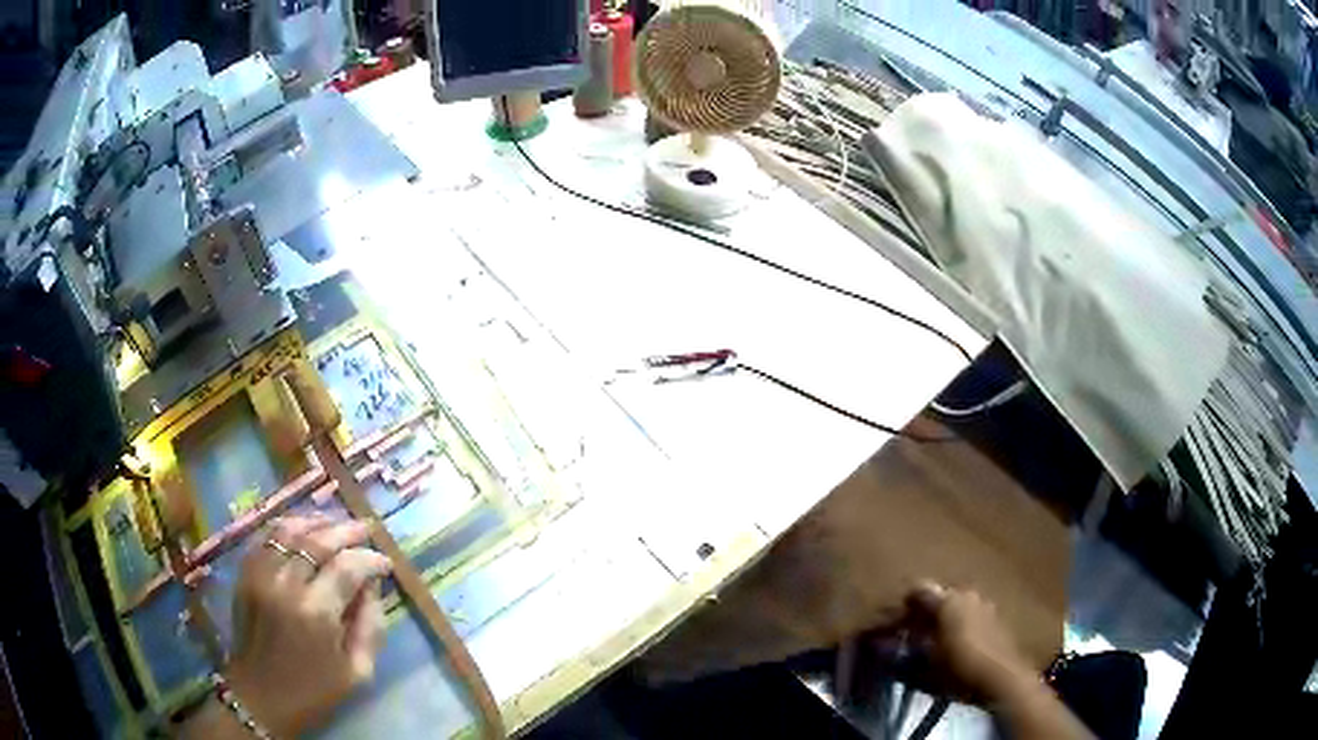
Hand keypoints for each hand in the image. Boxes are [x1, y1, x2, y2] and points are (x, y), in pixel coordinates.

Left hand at [224, 515, 391, 735]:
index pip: (348, 567)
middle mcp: (286, 584)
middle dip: (347, 530)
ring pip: (290, 529)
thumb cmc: (314, 692)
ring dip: (317, 521)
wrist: (260, 696)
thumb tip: (374, 587)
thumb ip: (372, 627)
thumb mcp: (358, 672)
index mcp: (316, 612)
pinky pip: (266, 536)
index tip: (386, 563)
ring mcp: (260, 574)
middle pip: (319, 540)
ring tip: (336, 523)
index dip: (371, 559)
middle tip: (366, 529)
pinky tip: (303, 530)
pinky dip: (287, 527)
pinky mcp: (245, 573)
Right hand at [901, 581, 1038, 704]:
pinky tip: (957, 646)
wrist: (1003, 678)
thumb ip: (901, 654)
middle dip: (925, 613)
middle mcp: (968, 594)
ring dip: (945, 620)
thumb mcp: (922, 668)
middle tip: (913, 635)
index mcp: (947, 600)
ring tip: (935, 642)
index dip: (902, 607)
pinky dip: (961, 626)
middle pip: (940, 596)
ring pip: (958, 606)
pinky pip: (972, 615)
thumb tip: (882, 646)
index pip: (918, 590)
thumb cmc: (959, 671)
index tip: (892, 625)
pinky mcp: (998, 618)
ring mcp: (986, 604)